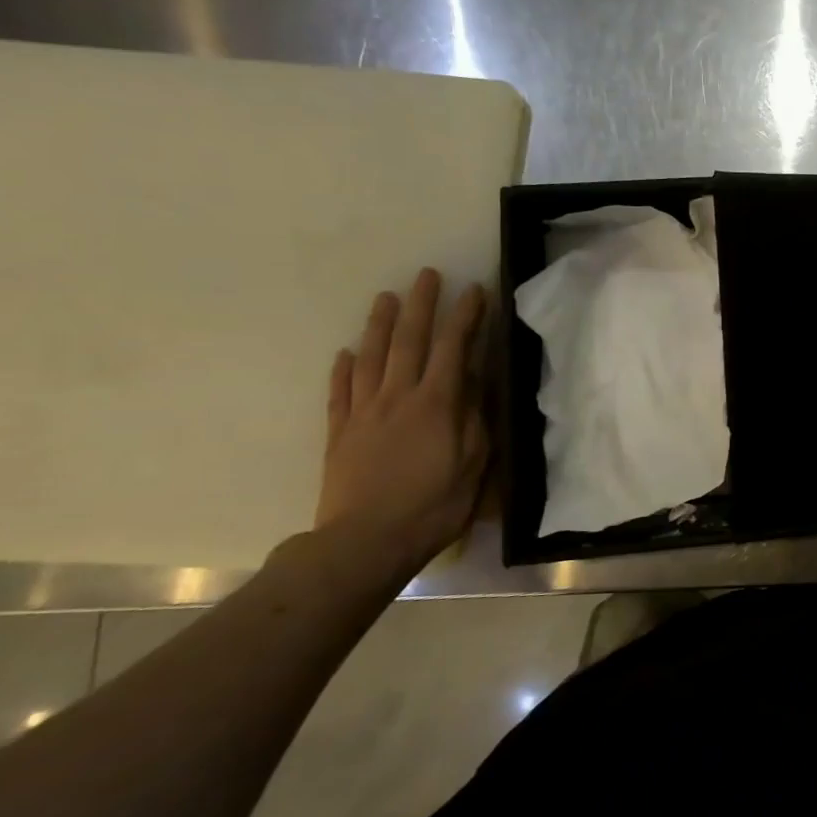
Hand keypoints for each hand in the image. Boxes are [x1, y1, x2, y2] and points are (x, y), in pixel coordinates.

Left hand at [316, 268, 488, 572]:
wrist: (366, 542)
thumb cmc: (434, 505)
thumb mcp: (475, 462)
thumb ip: (475, 416)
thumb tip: (477, 378)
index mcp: (437, 403)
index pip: (455, 348)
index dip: (466, 316)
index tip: (475, 290)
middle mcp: (398, 397)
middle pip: (409, 341)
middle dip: (421, 305)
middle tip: (426, 275)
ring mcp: (364, 412)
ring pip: (370, 357)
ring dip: (379, 324)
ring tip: (385, 297)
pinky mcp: (340, 433)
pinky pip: (340, 392)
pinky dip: (342, 368)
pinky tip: (344, 353)